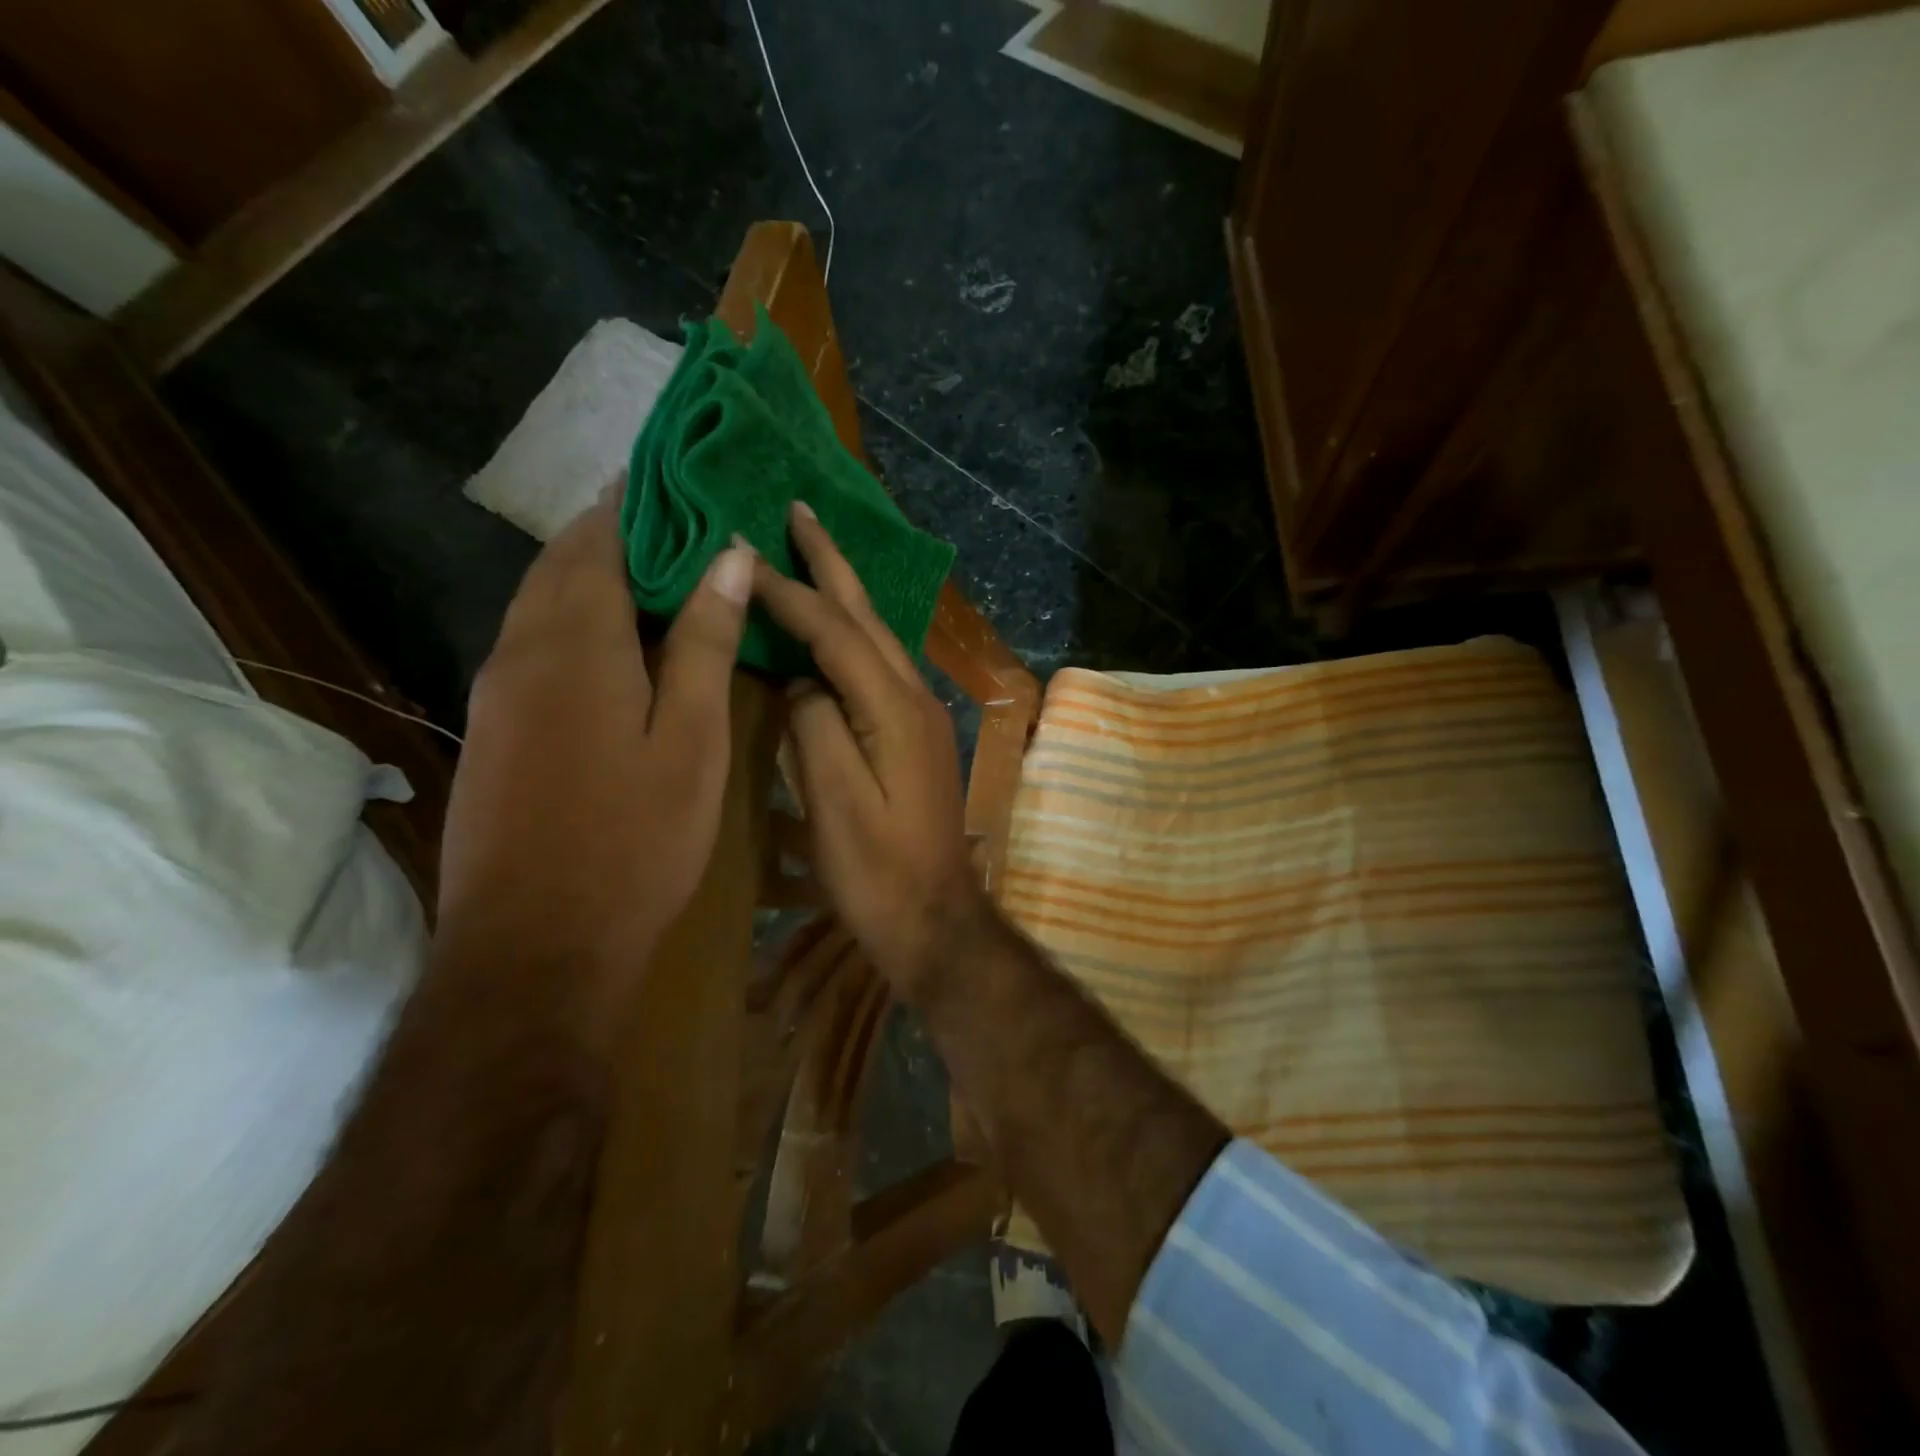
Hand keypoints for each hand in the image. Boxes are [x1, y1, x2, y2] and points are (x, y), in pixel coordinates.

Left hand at [434, 486, 754, 1027]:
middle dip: (614, 533)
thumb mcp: (691, 740)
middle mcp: (520, 652)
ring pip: (542, 606)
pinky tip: (618, 648)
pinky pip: (534, 648)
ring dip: (593, 578)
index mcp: (575, 643)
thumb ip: (704, 643)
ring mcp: (497, 694)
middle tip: (680, 523)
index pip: (598, 539)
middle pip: (561, 565)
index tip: (679, 480)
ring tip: (659, 576)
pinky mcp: (493, 732)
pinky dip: (576, 625)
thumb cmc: (635, 839)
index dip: (635, 503)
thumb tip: (727, 556)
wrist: (537, 946)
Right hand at [753, 502, 988, 998]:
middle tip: (801, 509)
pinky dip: (854, 633)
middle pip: (868, 617)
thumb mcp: (835, 804)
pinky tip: (837, 627)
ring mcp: (922, 715)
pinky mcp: (917, 734)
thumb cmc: (878, 870)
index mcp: (894, 710)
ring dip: (845, 591)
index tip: (744, 552)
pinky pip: (881, 665)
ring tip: (813, 551)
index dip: (790, 592)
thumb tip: (804, 682)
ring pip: (879, 637)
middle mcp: (915, 698)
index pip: (835, 632)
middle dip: (833, 563)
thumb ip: (817, 728)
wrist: (934, 916)